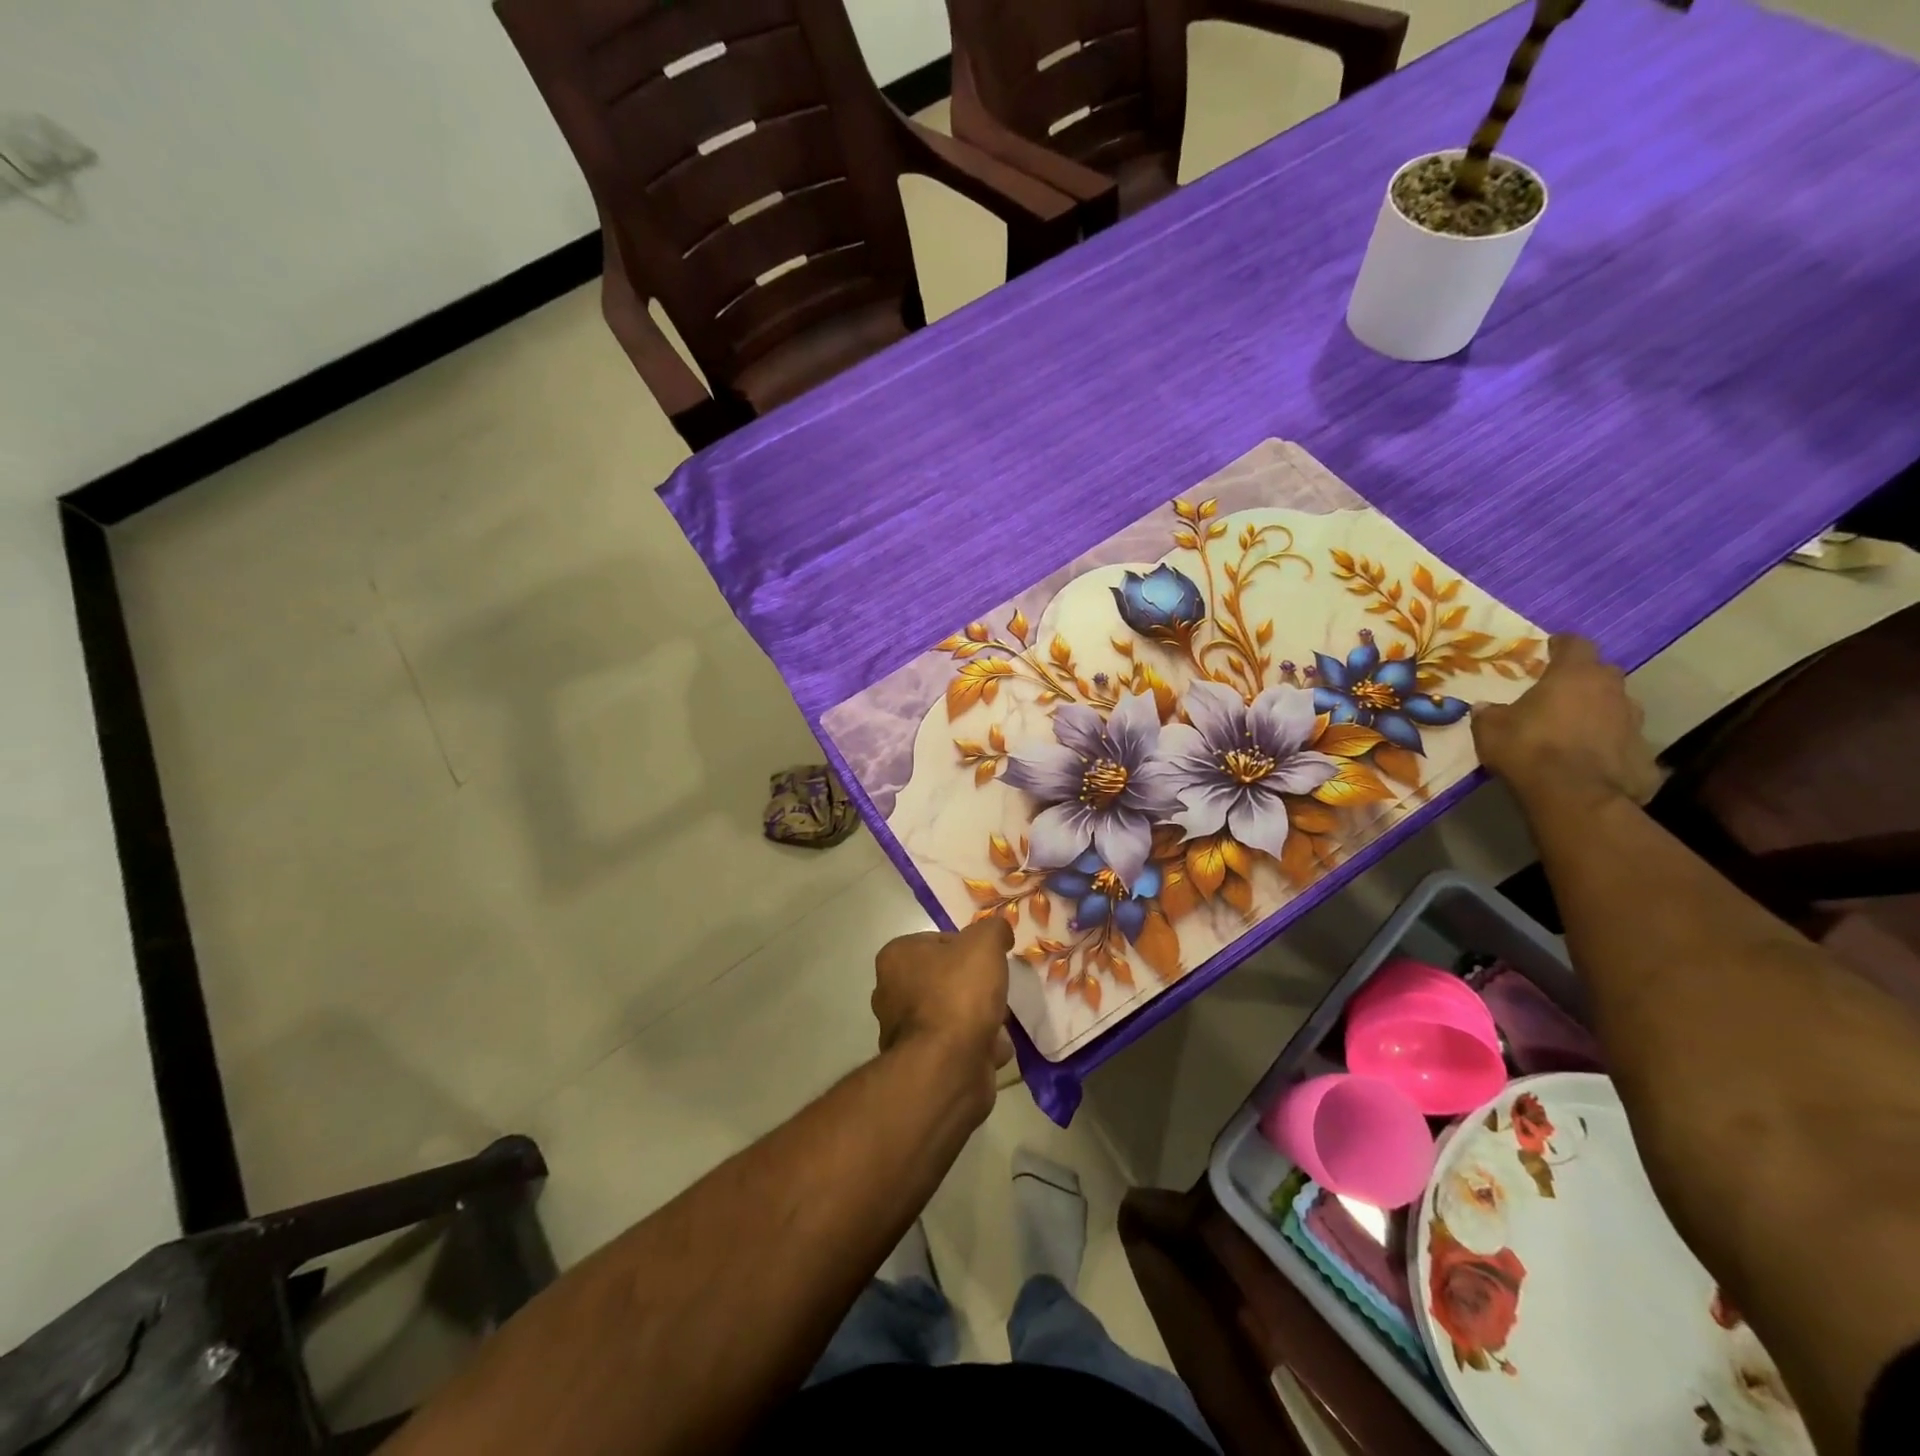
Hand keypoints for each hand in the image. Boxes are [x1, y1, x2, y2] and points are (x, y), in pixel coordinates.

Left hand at [872, 918, 1014, 1107]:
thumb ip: (993, 929)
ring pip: (951, 1014)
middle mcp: (891, 992)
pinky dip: (976, 1046)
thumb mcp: (984, 943)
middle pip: (944, 979)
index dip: (969, 948)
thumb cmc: (959, 994)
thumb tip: (999, 932)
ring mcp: (903, 1032)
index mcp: (896, 958)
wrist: (948, 1067)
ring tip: (1001, 1022)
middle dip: (973, 987)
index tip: (988, 961)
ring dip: (977, 1018)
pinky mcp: (921, 1064)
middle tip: (996, 991)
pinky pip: (955, 1046)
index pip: (938, 941)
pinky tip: (996, 1048)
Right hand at [1472, 634, 1660, 807]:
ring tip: (1574, 730)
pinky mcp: (1645, 753)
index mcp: (1574, 675)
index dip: (1561, 645)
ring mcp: (1634, 722)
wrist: (1576, 796)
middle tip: (1559, 694)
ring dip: (1598, 712)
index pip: (1576, 643)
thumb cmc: (1529, 749)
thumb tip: (1485, 708)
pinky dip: (1607, 745)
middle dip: (1582, 680)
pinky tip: (1588, 760)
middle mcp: (1612, 690)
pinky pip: (1622, 741)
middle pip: (1601, 673)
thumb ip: (1489, 713)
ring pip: (1616, 706)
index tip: (1549, 649)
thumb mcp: (1490, 729)